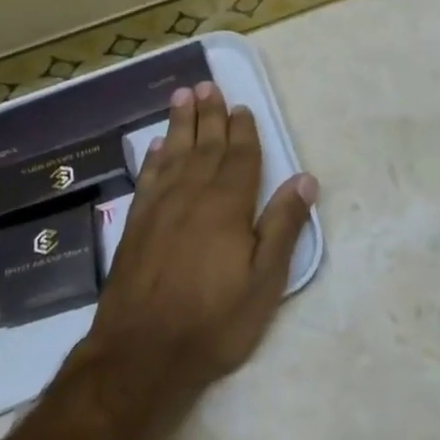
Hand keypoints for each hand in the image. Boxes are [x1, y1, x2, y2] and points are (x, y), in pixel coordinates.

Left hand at [83, 81, 316, 414]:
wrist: (141, 354)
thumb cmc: (213, 321)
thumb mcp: (264, 281)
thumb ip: (282, 226)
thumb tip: (305, 179)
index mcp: (227, 206)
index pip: (239, 157)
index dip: (242, 131)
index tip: (241, 106)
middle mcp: (192, 196)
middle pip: (204, 146)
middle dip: (209, 115)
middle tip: (207, 85)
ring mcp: (159, 209)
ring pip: (173, 154)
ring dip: (179, 124)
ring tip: (182, 96)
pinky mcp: (135, 226)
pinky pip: (148, 178)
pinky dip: (154, 158)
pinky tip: (156, 146)